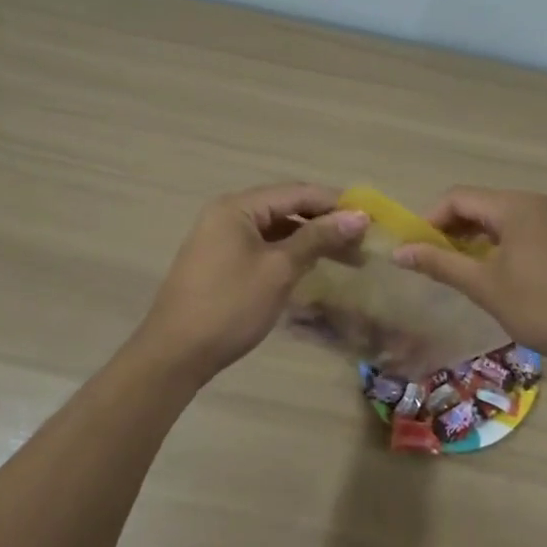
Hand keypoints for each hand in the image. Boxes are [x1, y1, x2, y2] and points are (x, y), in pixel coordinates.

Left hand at [131, 183, 368, 381]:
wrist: (175, 354)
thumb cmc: (230, 306)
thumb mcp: (279, 270)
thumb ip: (318, 238)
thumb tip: (359, 216)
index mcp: (237, 206)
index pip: (297, 192)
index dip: (335, 203)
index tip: (371, 218)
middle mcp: (227, 214)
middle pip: (286, 208)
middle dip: (325, 222)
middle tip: (363, 242)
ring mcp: (221, 238)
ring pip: (276, 229)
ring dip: (310, 239)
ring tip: (347, 257)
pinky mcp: (220, 261)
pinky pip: (263, 246)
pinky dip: (290, 253)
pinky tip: (312, 266)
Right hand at [392, 187, 546, 367]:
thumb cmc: (542, 306)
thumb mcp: (485, 286)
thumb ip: (440, 264)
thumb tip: (400, 252)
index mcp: (515, 206)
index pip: (458, 197)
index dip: (430, 219)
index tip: (415, 249)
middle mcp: (536, 202)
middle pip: (481, 203)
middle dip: (452, 229)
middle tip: (434, 261)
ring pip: (502, 217)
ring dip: (476, 237)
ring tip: (461, 269)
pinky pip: (524, 228)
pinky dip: (501, 242)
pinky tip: (497, 271)